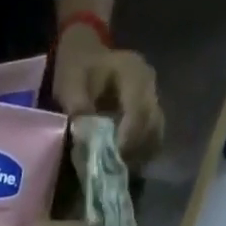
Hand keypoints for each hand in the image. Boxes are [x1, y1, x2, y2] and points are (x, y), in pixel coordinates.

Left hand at [52, 29, 164, 164]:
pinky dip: (139, 154)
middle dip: (133, 151)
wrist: (87, 56)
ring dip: (137, 155)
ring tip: (115, 168)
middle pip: (152, 125)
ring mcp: (154, 99)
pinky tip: (121, 163)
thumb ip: (77, 104)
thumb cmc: (77, 69)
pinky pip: (152, 138)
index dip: (128, 137)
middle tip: (111, 169)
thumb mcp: (70, 82)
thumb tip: (83, 132)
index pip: (139, 110)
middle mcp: (150, 85)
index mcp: (133, 72)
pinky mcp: (151, 113)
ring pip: (155, 134)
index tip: (113, 158)